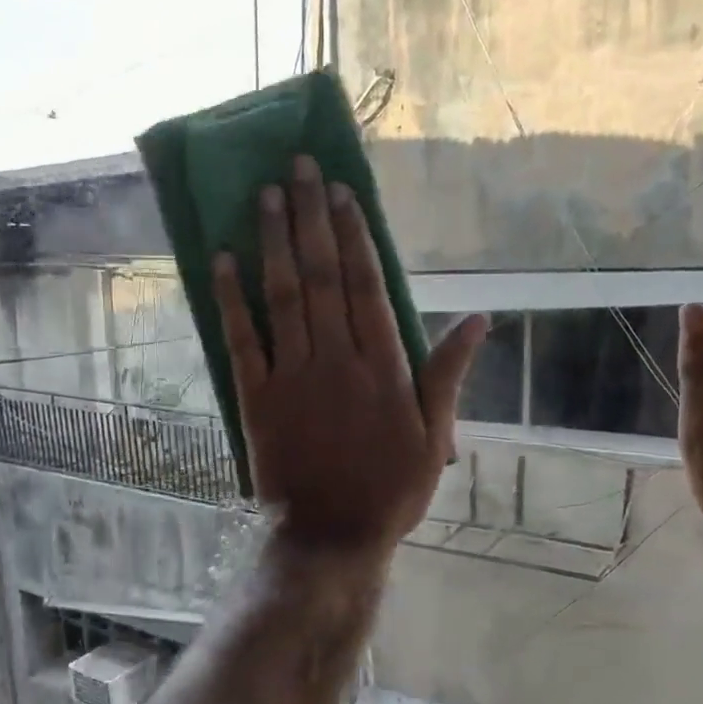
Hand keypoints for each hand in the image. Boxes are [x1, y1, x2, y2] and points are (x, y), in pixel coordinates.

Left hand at [214, 157, 485, 550]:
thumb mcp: (436, 437)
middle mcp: (336, 359)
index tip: (341, 192)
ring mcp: (292, 376)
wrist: (332, 535)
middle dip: (310, 218)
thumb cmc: (391, 489)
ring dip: (273, 243)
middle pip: (323, 276)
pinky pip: (242, 340)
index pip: (366, 285)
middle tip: (299, 168)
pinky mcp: (256, 398)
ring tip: (265, 195)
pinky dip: (230, 299)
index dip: (354, 235)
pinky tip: (223, 259)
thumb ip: (449, 375)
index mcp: (383, 366)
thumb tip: (479, 320)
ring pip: (283, 297)